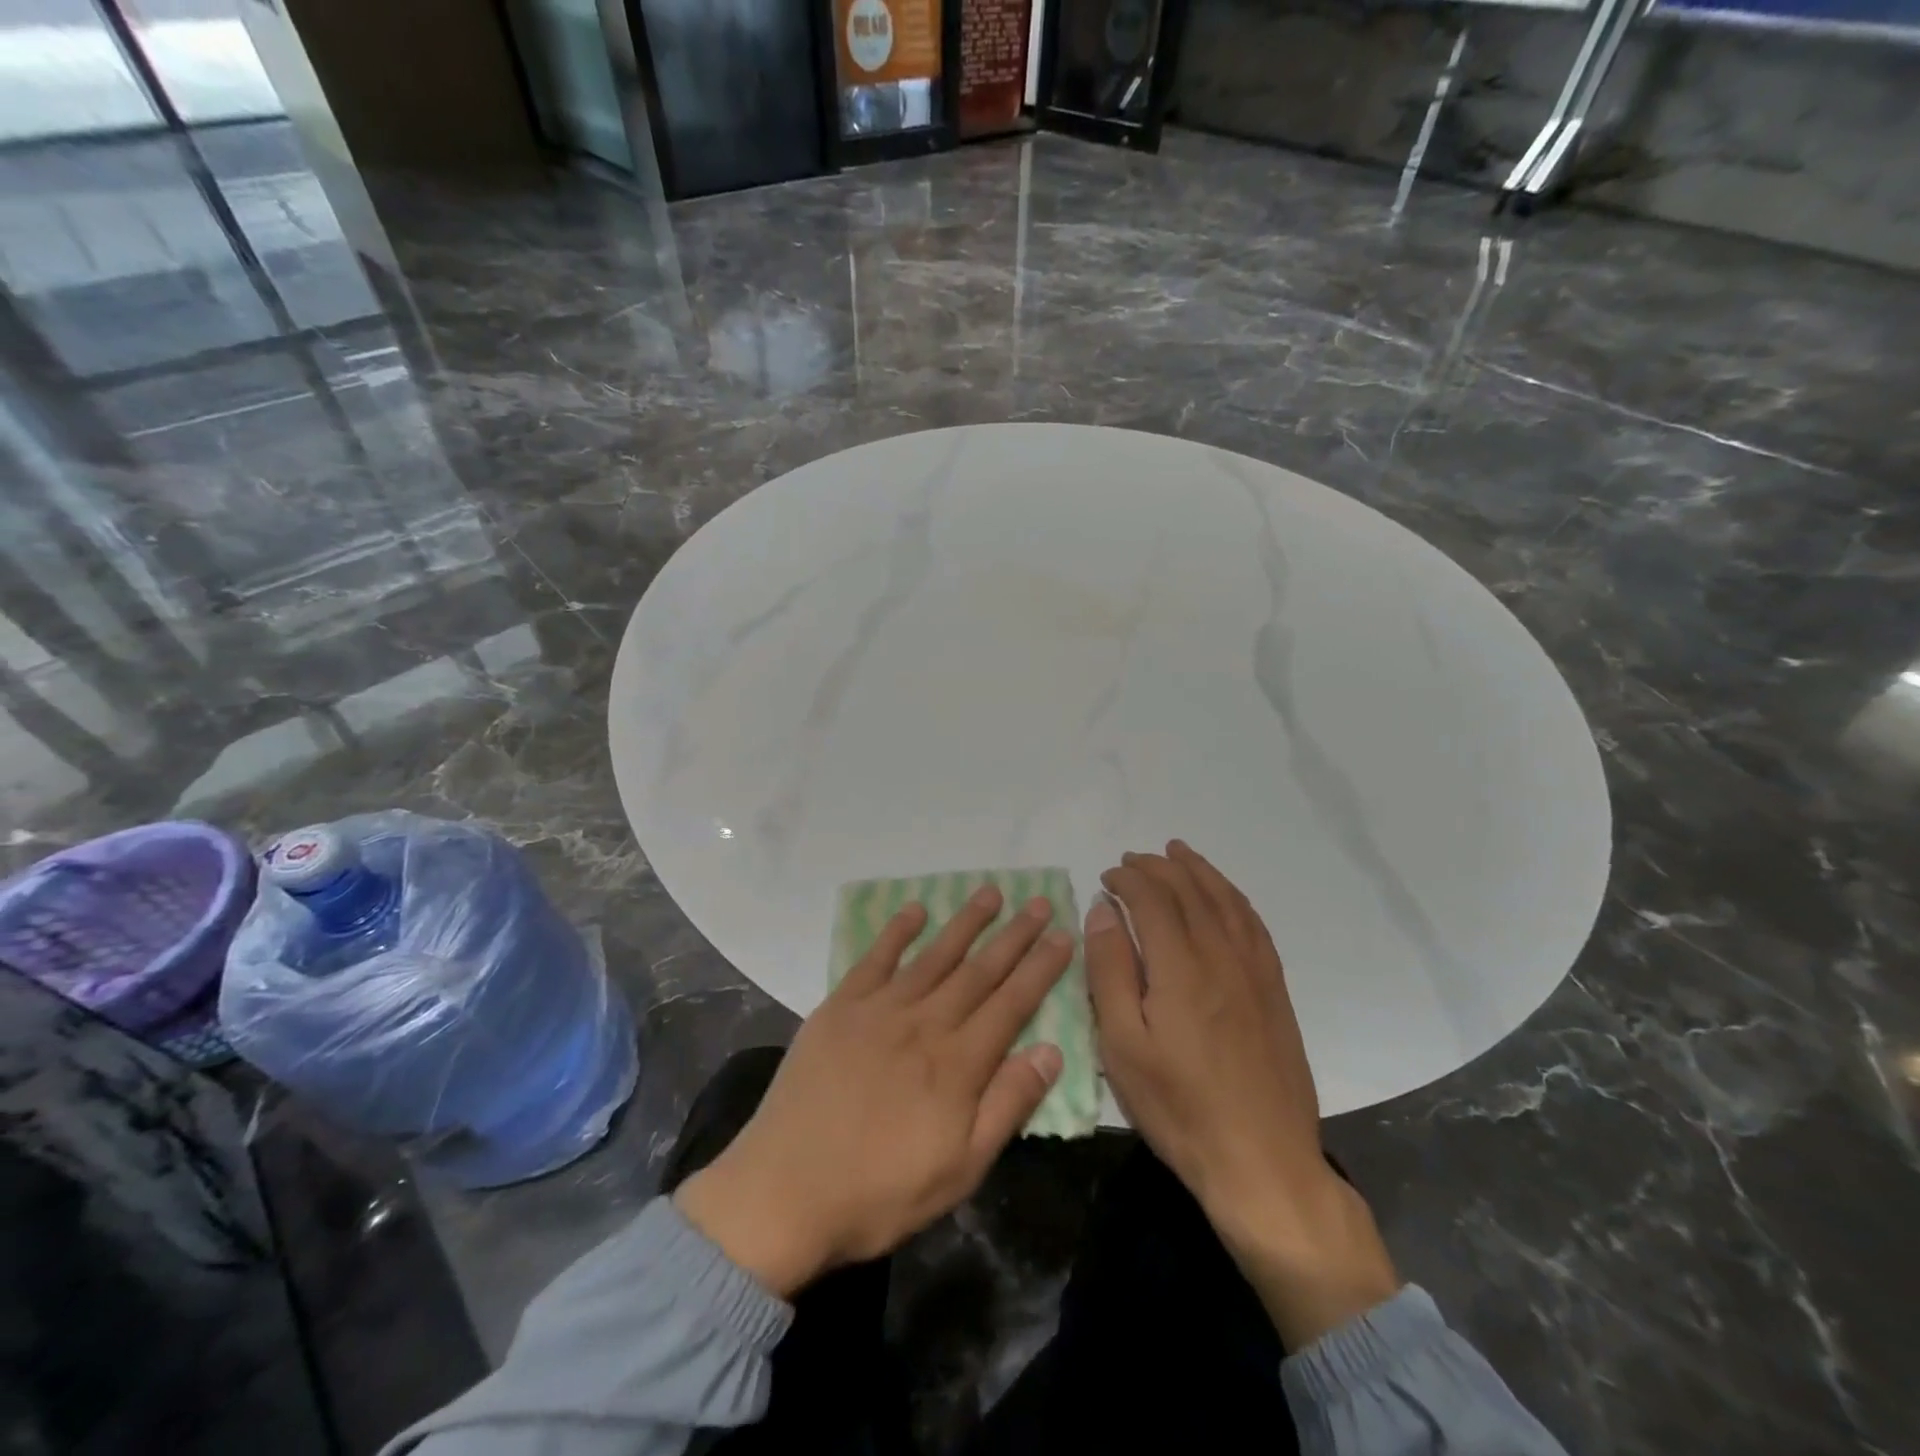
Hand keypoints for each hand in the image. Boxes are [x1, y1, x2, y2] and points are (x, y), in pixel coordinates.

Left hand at [674, 887, 1071, 1297]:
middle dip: (1013, 935)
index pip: (1011, 1003)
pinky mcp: (840, 1007)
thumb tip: (1051, 1050)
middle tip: (1038, 902)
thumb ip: (1007, 1105)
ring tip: (990, 893)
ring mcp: (879, 1009)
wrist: (784, 1191)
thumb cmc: (880, 1192)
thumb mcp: (960, 1169)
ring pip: (933, 955)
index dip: (1040, 969)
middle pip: (979, 970)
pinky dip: (896, 932)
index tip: (1063, 936)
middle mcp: (924, 1022)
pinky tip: (915, 910)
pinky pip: (875, 959)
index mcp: (958, 1063)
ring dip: (965, 922)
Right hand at [1086, 841, 1398, 1347]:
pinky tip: (1225, 896)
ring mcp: (1255, 972)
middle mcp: (1221, 956)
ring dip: (1199, 871)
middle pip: (1190, 891)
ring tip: (1178, 853)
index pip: (1153, 899)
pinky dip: (1234, 898)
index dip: (1128, 879)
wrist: (1262, 1161)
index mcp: (1180, 967)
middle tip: (1133, 859)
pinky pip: (1255, 925)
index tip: (1107, 876)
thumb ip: (1110, 970)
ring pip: (1226, 901)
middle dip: (1159, 867)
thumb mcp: (1122, 1045)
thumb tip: (1104, 910)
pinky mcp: (1274, 991)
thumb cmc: (1178, 1107)